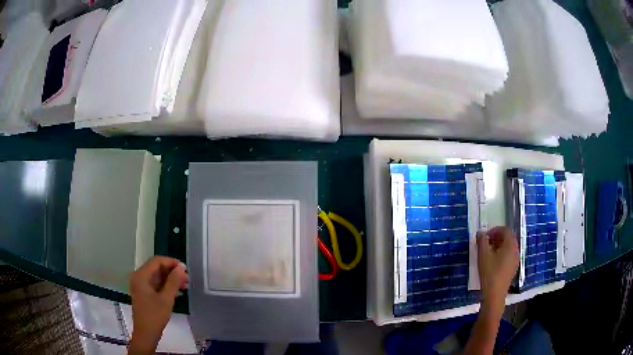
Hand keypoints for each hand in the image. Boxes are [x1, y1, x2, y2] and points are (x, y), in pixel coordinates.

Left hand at [128, 256, 188, 354]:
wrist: (146, 333)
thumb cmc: (155, 315)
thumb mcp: (166, 299)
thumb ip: (173, 282)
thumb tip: (181, 268)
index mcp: (141, 275)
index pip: (157, 261)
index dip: (171, 262)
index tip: (185, 269)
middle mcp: (138, 277)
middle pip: (156, 268)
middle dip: (172, 272)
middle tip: (187, 279)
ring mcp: (140, 285)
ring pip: (157, 276)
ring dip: (170, 279)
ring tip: (185, 286)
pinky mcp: (143, 293)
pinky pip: (155, 284)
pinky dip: (166, 286)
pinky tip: (177, 292)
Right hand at [477, 226, 518, 306]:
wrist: (495, 296)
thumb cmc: (489, 273)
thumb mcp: (483, 256)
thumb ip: (481, 241)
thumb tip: (480, 232)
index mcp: (510, 244)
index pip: (505, 230)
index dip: (494, 230)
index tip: (484, 237)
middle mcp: (516, 250)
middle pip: (508, 238)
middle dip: (496, 238)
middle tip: (485, 244)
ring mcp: (516, 260)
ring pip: (508, 247)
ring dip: (498, 246)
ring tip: (487, 254)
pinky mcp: (513, 268)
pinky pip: (509, 255)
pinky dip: (501, 254)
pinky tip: (492, 263)